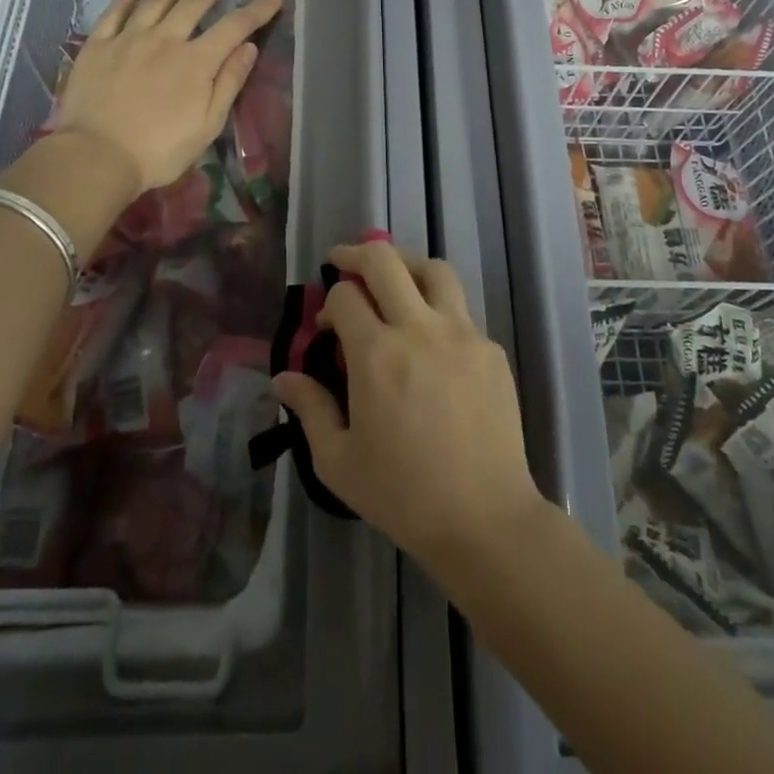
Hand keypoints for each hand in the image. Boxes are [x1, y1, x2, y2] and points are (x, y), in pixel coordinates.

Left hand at [51, 0, 282, 191]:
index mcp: (196, 61)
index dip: (257, 10)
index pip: (234, 27)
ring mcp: (129, 39)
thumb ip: (229, 83)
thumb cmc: (160, 149)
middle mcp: (165, 39)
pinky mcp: (98, 46)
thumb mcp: (207, 124)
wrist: (97, 157)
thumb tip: (248, 48)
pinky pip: (115, 12)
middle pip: (195, 2)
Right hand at [272, 240, 546, 578]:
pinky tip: (432, 344)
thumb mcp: (339, 461)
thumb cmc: (403, 495)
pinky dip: (439, 311)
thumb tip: (282, 377)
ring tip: (393, 281)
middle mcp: (419, 329)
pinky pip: (461, 312)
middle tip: (344, 261)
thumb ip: (309, 409)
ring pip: (434, 270)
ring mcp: (462, 334)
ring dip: (406, 266)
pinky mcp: (491, 349)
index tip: (326, 326)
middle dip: (357, 254)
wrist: (484, 519)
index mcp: (376, 354)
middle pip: (386, 261)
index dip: (328, 302)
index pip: (345, 296)